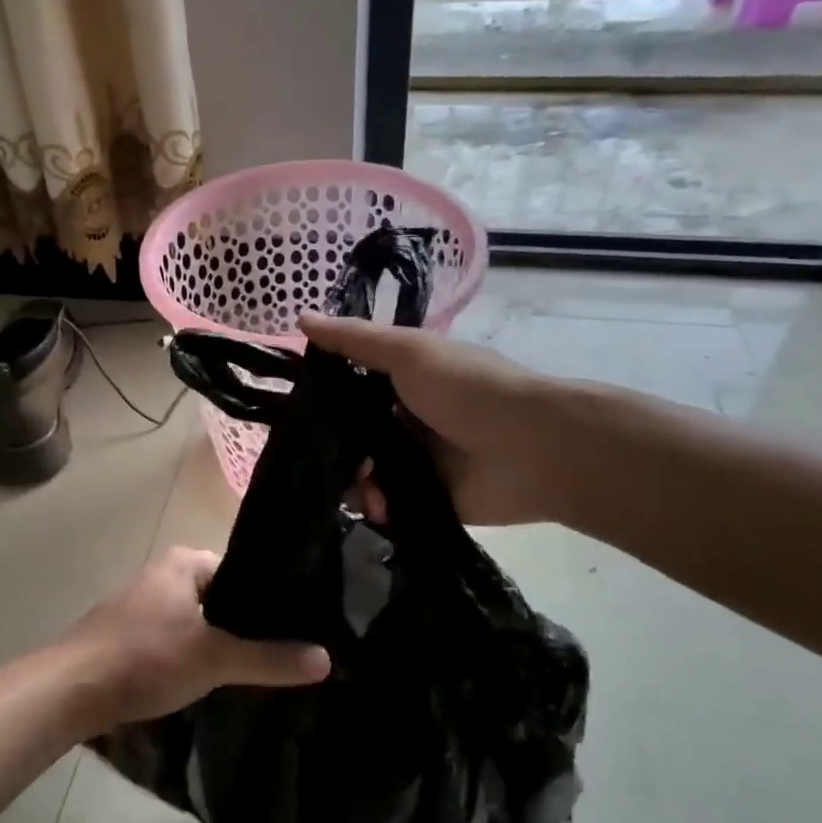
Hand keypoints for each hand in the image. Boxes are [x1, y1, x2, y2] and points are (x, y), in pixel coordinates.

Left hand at [61, 546, 330, 730]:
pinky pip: (177, 637)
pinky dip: (195, 654)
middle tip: (287, 651)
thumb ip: (269, 658)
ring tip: (258, 667)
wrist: (71, 689)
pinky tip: (212, 679)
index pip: (244, 570)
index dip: (272, 597)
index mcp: (185, 561)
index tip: (302, 625)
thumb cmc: (145, 657)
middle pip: (222, 596)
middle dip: (248, 623)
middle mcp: (165, 573)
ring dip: (220, 641)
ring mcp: (144, 603)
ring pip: (199, 620)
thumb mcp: (214, 658)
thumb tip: (327, 659)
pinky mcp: (131, 633)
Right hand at [300, 312, 570, 525]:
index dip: (320, 393)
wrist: (533, 449)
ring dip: (353, 478)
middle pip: (352, 432)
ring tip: (358, 482)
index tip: (288, 404)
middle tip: (317, 453)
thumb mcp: (408, 353)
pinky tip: (377, 504)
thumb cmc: (467, 388)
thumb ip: (355, 340)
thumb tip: (300, 317)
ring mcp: (416, 462)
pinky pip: (386, 505)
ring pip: (364, 471)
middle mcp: (406, 419)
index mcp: (404, 380)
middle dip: (332, 444)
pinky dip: (377, 505)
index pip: (348, 385)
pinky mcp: (425, 499)